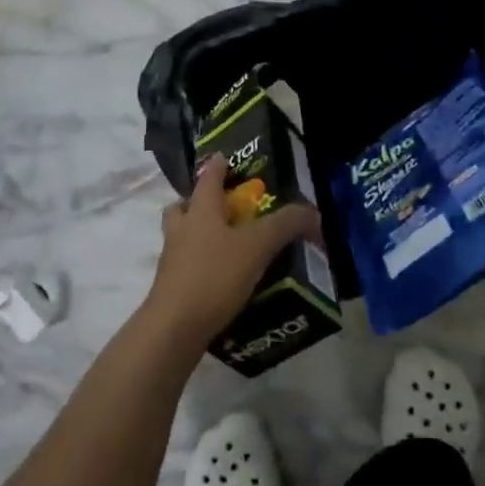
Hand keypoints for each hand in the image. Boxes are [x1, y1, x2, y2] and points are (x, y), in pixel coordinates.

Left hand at [144, 155, 320, 349]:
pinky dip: (203, 264)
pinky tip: (225, 278)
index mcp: (200, 209)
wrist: (175, 327)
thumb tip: (312, 212)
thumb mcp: (258, 246)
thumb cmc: (215, 275)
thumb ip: (285, 225)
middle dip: (201, 203)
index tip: (226, 158)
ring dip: (200, 234)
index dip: (219, 166)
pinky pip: (187, 264)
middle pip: (185, 205)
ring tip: (230, 245)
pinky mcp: (172, 286)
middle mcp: (181, 228)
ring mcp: (172, 258)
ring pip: (183, 235)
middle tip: (226, 209)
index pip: (208, 177)